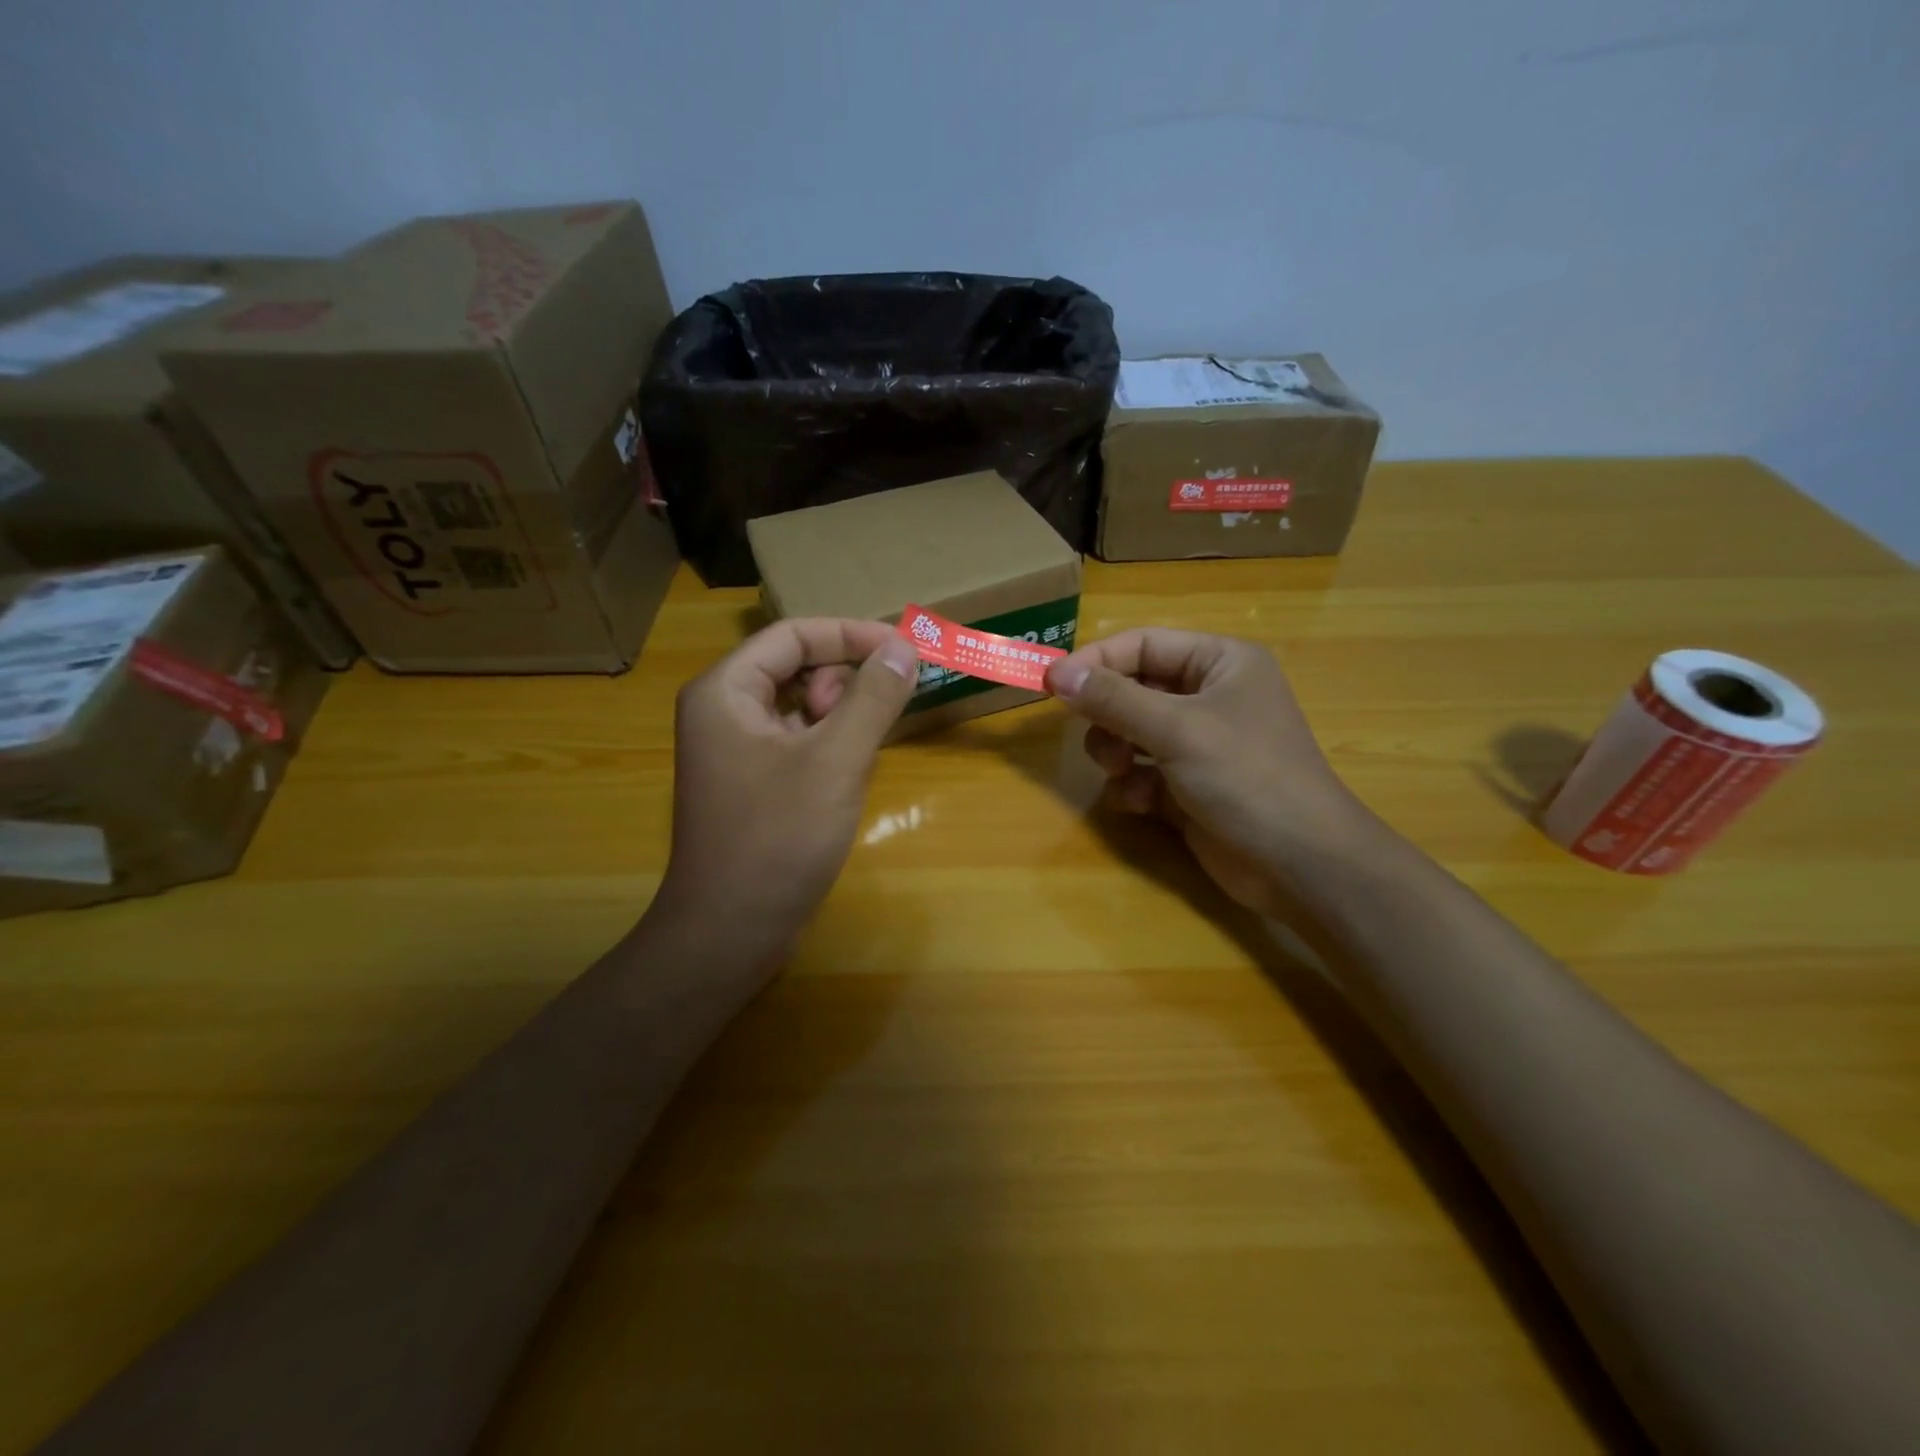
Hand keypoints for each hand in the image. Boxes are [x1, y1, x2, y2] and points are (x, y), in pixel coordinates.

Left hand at [651, 618, 918, 973]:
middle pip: (794, 666)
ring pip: (799, 706)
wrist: (729, 932)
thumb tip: (904, 647)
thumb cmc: (777, 839)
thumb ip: (872, 697)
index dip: (852, 634)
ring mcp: (734, 751)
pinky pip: (797, 741)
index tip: (905, 650)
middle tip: (874, 716)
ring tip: (859, 753)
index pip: (793, 635)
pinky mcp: (751, 784)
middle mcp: (722, 711)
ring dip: (840, 715)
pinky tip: (847, 775)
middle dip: (843, 679)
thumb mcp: (835, 761)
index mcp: (726, 691)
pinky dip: (829, 745)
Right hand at [1046, 629, 1369, 915]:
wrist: (1300, 865)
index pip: (1142, 644)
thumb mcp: (1176, 729)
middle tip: (1099, 740)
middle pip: (1132, 689)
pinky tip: (1142, 805)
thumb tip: (1056, 672)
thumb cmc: (1247, 777)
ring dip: (1116, 753)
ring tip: (1123, 774)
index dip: (1096, 661)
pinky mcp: (1188, 786)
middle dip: (1108, 717)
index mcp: (1219, 663)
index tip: (1051, 684)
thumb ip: (1113, 699)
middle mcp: (1209, 696)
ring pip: (1129, 733)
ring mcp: (1198, 744)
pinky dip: (1133, 786)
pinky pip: (1141, 772)